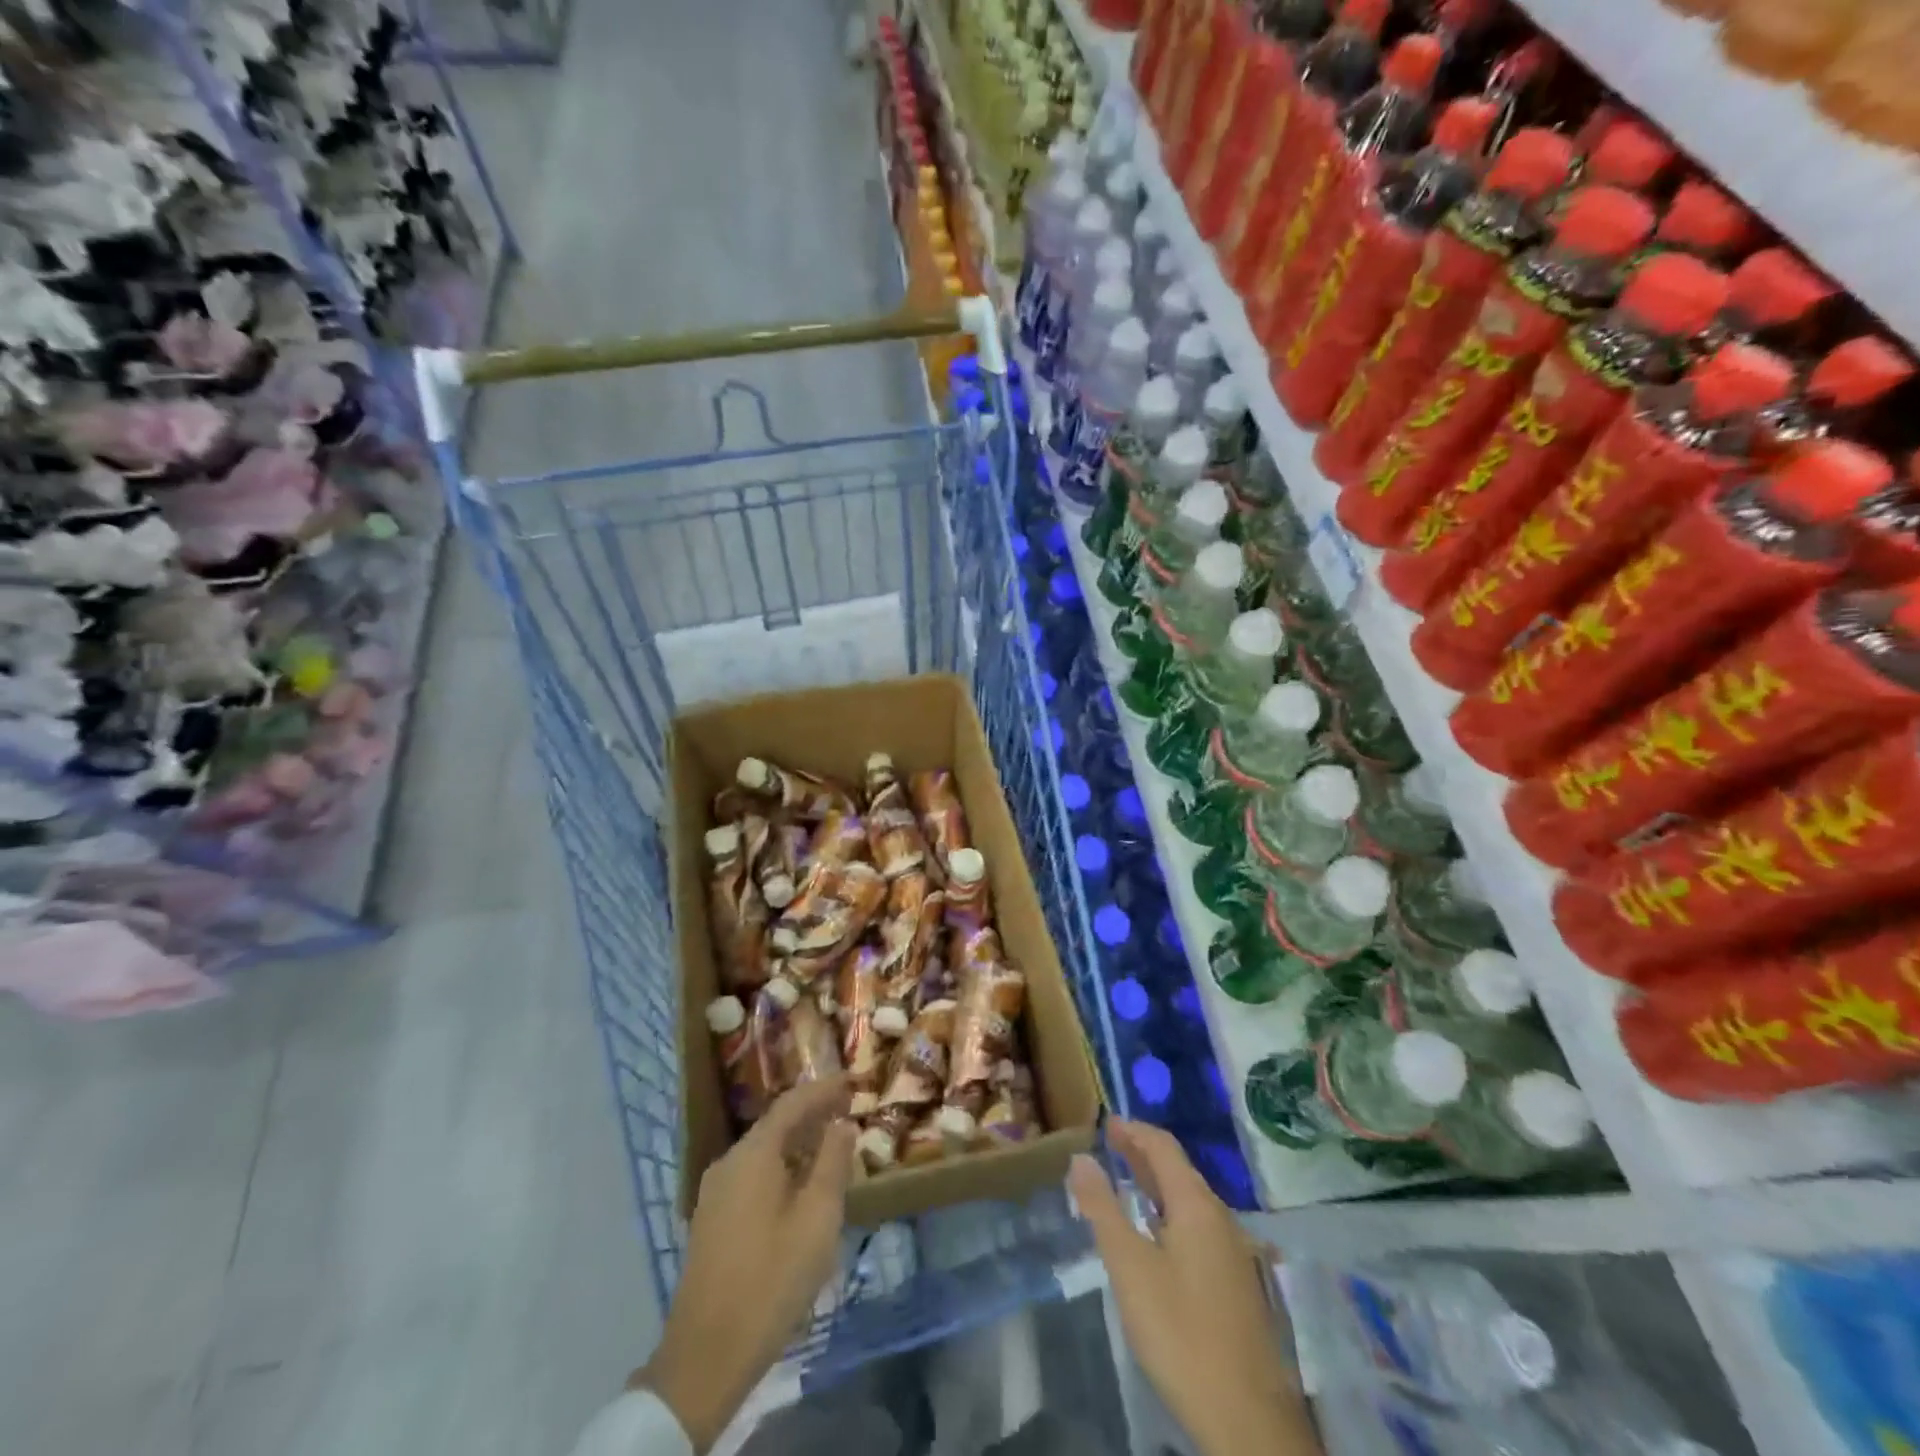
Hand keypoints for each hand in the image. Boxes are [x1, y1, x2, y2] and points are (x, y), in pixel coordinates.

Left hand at [636, 1077, 855, 1451]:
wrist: (706, 1356)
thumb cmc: (771, 1280)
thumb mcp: (817, 1219)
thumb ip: (832, 1164)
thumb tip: (842, 1124)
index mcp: (753, 1154)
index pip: (792, 1103)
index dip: (823, 1089)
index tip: (852, 1080)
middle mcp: (729, 1162)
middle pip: (775, 1124)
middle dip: (812, 1113)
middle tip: (848, 1108)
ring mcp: (716, 1192)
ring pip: (764, 1150)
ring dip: (798, 1141)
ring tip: (832, 1143)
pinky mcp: (713, 1219)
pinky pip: (753, 1173)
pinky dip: (781, 1165)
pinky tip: (801, 1183)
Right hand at [1070, 1120, 1319, 1455]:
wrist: (1248, 1419)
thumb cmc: (1181, 1333)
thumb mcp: (1130, 1268)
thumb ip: (1103, 1209)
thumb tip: (1080, 1158)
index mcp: (1197, 1205)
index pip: (1164, 1147)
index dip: (1134, 1130)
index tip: (1106, 1121)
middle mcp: (1221, 1218)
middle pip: (1179, 1170)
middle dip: (1143, 1153)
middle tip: (1110, 1144)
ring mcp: (1234, 1251)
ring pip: (1190, 1201)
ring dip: (1157, 1184)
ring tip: (1127, 1182)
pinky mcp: (1237, 1282)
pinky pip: (1199, 1226)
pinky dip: (1170, 1212)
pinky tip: (1157, 1234)